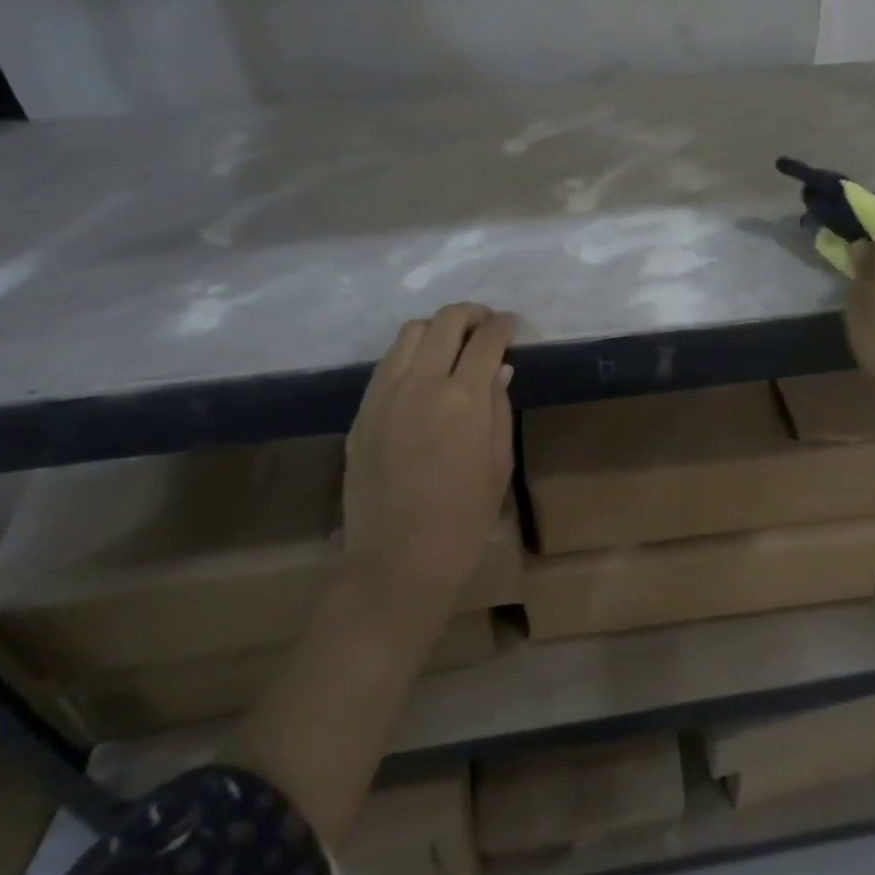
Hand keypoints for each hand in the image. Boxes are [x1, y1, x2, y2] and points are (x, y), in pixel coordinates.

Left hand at [344, 303, 517, 611]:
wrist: (397, 560)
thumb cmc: (464, 518)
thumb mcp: (499, 462)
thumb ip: (499, 407)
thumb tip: (499, 369)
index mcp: (463, 398)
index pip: (487, 339)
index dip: (504, 325)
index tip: (513, 324)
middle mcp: (421, 383)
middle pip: (445, 321)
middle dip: (472, 314)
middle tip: (486, 324)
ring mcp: (384, 395)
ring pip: (409, 333)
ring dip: (437, 328)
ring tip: (452, 345)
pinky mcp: (362, 411)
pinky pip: (386, 363)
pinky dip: (410, 354)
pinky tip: (422, 374)